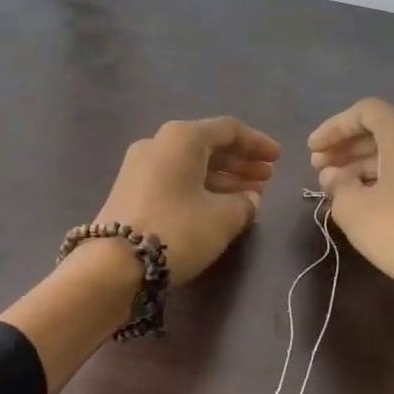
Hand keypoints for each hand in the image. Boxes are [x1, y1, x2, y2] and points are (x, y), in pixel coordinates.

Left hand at [96, 117, 281, 284]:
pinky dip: (200, 188)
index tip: (278, 159)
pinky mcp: (130, 190)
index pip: (229, 130)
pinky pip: (175, 180)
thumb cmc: (177, 230)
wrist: (116, 264)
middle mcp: (159, 143)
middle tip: (266, 179)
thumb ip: (244, 203)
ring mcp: (140, 166)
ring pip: (191, 165)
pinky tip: (219, 206)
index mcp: (182, 137)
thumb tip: (249, 199)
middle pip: (208, 146)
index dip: (257, 143)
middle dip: (240, 162)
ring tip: (250, 196)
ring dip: (223, 178)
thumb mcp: (223, 217)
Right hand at [308, 98, 393, 393]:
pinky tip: (367, 203)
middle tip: (319, 168)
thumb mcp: (353, 208)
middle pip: (382, 131)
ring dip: (363, 165)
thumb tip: (333, 175)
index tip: (312, 150)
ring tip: (337, 188)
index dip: (334, 128)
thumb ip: (336, 184)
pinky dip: (386, 179)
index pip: (365, 112)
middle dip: (347, 147)